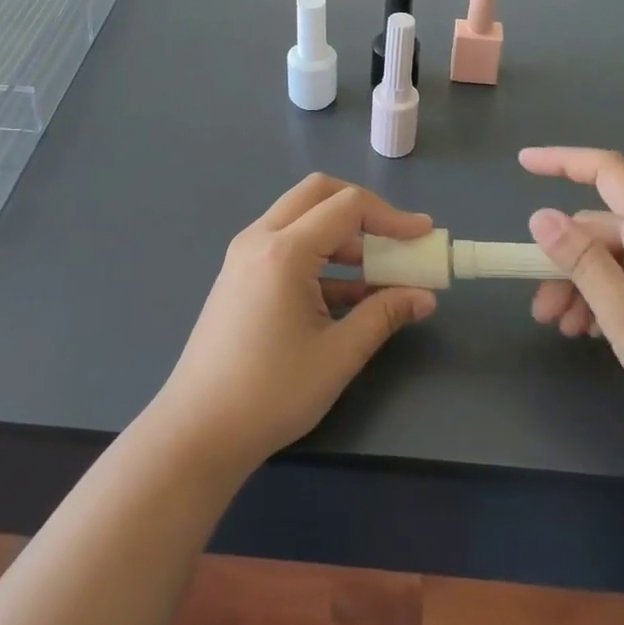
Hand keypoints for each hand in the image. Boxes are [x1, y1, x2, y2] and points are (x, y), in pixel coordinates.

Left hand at [151, 174, 438, 476]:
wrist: (198, 431)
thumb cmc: (271, 393)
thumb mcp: (338, 355)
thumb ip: (383, 315)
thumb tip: (424, 296)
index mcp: (284, 251)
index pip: (347, 206)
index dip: (391, 216)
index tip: (424, 235)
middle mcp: (260, 238)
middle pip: (318, 194)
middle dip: (363, 209)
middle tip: (396, 238)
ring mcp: (245, 254)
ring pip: (301, 217)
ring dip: (342, 234)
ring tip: (380, 272)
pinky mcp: (240, 274)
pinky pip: (286, 244)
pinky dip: (320, 255)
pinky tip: (349, 294)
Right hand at [521, 147, 623, 442]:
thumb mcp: (623, 313)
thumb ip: (580, 260)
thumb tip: (541, 216)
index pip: (607, 171)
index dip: (562, 160)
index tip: (522, 164)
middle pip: (604, 227)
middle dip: (565, 261)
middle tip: (542, 310)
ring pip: (617, 256)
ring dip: (585, 285)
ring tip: (566, 329)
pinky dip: (611, 295)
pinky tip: (597, 332)